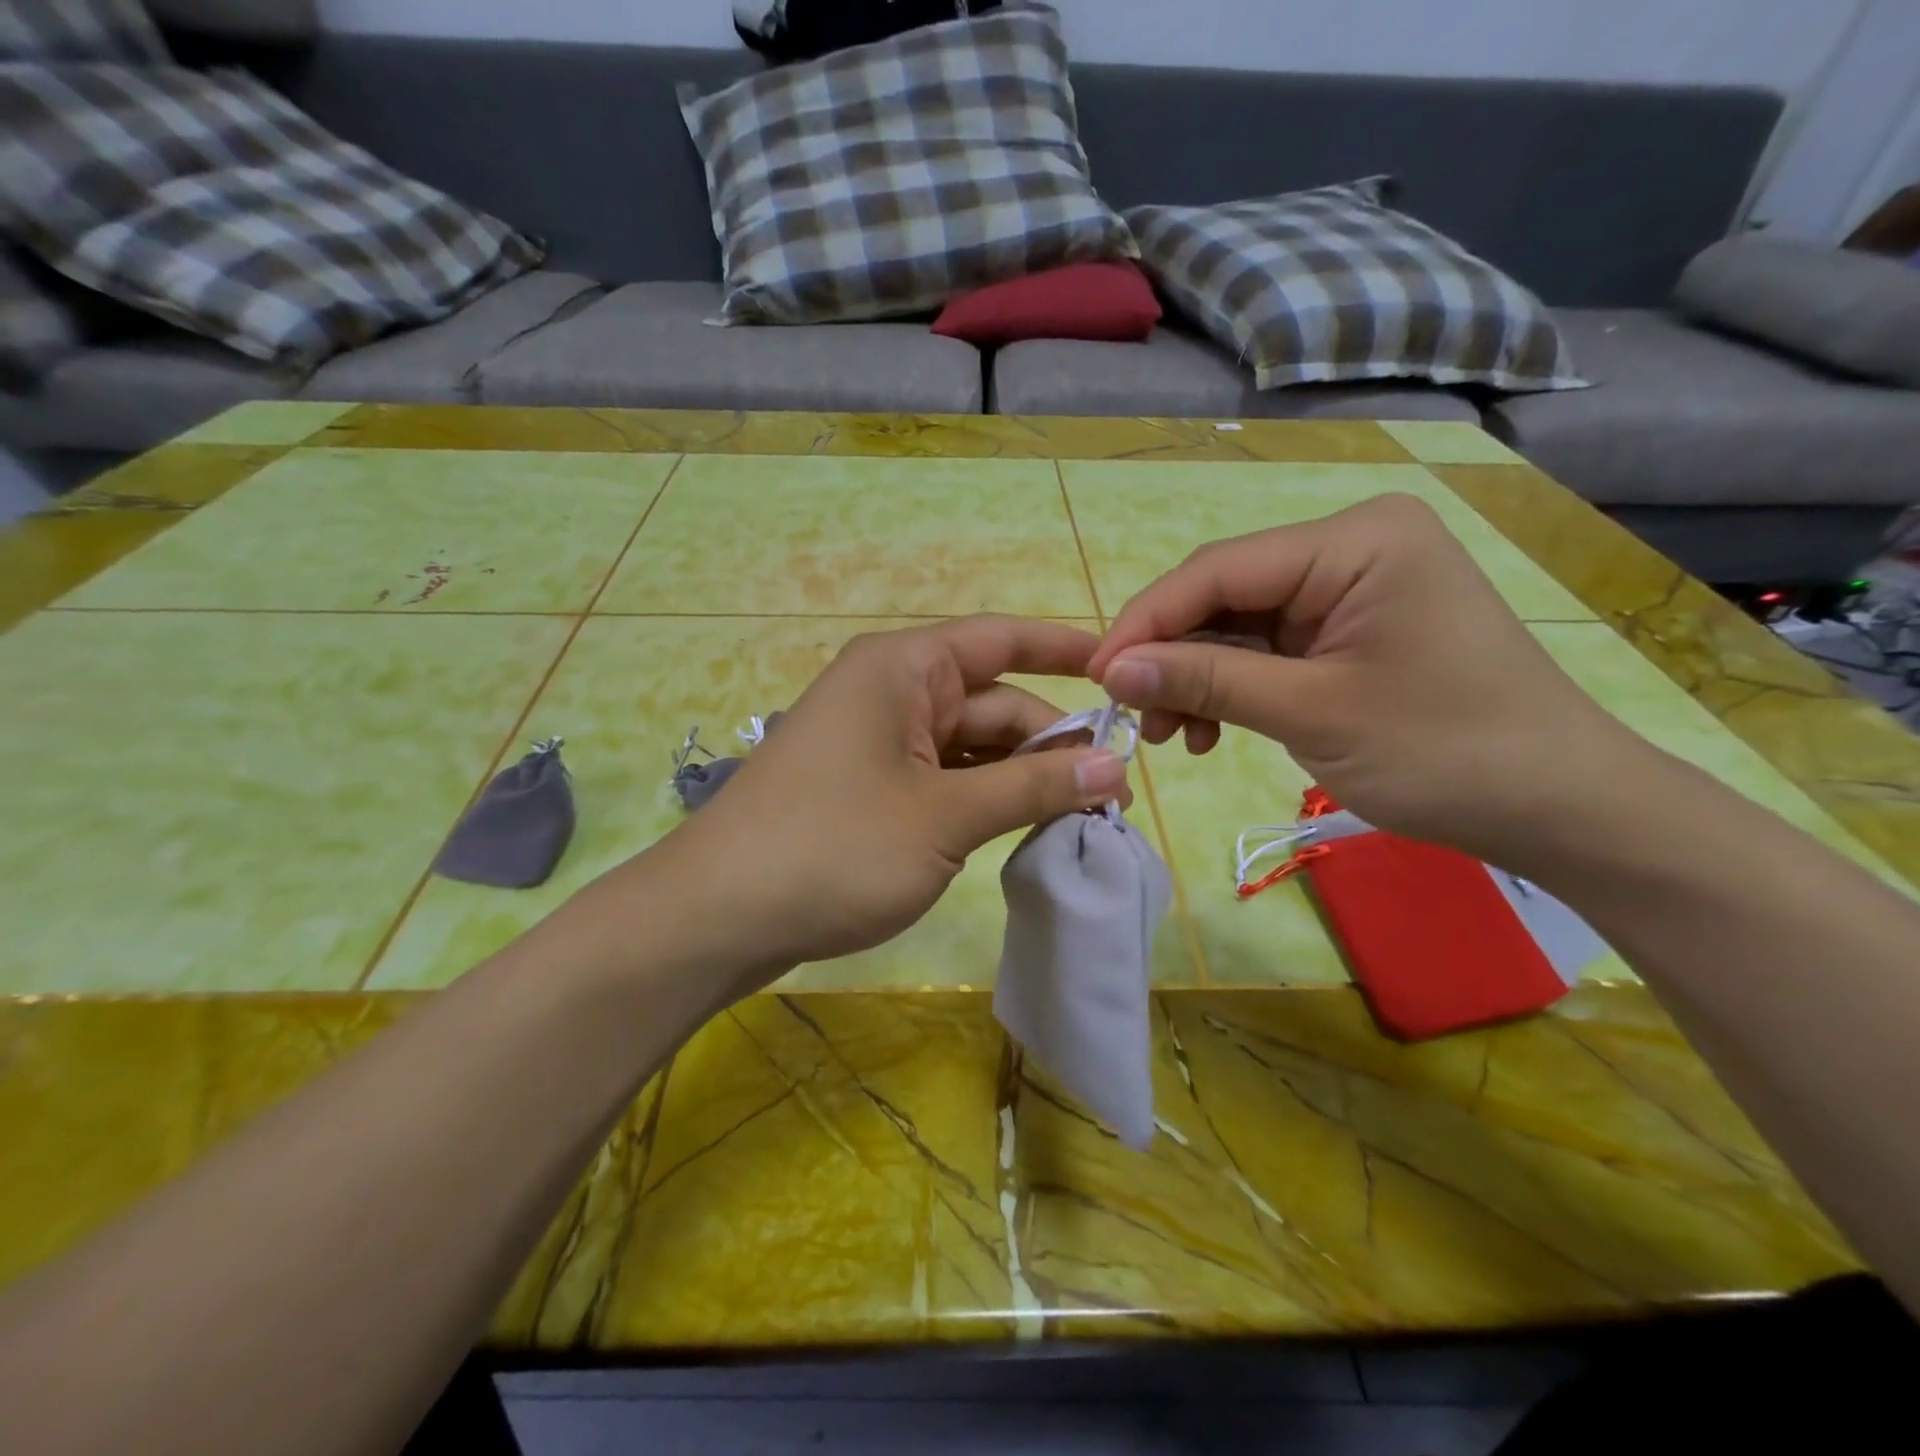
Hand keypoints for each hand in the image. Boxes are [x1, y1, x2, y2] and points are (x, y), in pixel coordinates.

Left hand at [648, 616, 1131, 991]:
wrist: (718, 917)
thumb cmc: (833, 847)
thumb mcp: (944, 817)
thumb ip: (1032, 787)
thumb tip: (1113, 768)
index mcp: (903, 670)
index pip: (999, 640)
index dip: (1063, 649)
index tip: (1121, 671)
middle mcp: (890, 693)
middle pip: (991, 704)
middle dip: (1051, 745)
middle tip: (1112, 798)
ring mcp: (877, 743)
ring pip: (970, 748)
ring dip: (1020, 779)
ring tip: (1080, 820)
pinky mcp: (869, 788)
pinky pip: (942, 779)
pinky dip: (982, 800)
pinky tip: (1020, 831)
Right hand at [1086, 493, 1642, 862]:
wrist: (1560, 807)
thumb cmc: (1446, 752)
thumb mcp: (1311, 714)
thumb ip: (1206, 682)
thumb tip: (1111, 671)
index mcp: (1355, 541)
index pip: (1216, 570)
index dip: (1146, 623)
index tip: (1095, 678)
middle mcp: (1350, 547)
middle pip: (1224, 595)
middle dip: (1172, 659)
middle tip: (1136, 720)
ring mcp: (1351, 588)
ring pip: (1237, 626)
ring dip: (1198, 680)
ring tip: (1177, 738)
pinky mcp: (1349, 627)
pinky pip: (1267, 648)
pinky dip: (1232, 688)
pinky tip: (1214, 730)